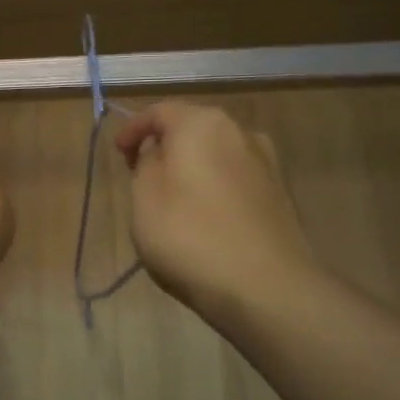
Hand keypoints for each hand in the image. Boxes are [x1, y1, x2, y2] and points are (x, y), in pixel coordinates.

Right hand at [115, 102, 318, 319]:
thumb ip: (146, 164)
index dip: (134, 128)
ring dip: (193, 168)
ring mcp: (267, 163)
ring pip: (217, 155)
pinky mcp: (281, 195)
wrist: (267, 288)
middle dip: (166, 147)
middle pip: (193, 129)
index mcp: (202, 124)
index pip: (160, 111)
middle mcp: (240, 132)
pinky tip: (206, 218)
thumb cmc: (190, 236)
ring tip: (174, 200)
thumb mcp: (144, 198)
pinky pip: (237, 180)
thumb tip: (159, 153)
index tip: (118, 153)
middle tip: (141, 174)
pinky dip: (215, 188)